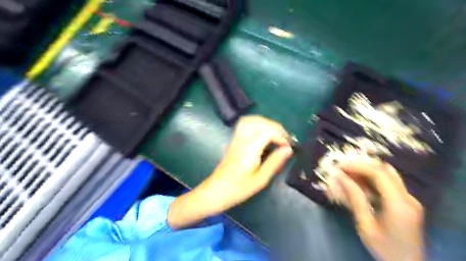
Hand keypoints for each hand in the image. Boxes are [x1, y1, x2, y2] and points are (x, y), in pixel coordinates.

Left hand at [166, 116, 290, 227]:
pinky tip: (263, 133)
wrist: (216, 191)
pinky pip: (245, 124)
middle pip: (259, 122)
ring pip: (251, 120)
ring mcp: (236, 138)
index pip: (267, 132)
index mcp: (249, 149)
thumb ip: (275, 162)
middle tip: (285, 139)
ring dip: (266, 123)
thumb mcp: (260, 179)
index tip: (289, 147)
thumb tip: (289, 149)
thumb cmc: (238, 189)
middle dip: (275, 127)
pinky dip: (257, 124)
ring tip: (276, 135)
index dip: (281, 136)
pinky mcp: (233, 140)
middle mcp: (241, 140)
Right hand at [329, 161, 424, 260]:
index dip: (357, 167)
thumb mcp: (365, 225)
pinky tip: (360, 183)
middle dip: (361, 166)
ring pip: (388, 174)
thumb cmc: (384, 249)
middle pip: (384, 170)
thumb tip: (341, 178)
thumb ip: (355, 199)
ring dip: (367, 171)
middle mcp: (408, 198)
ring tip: (349, 174)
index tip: (340, 167)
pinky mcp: (407, 202)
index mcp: (399, 204)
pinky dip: (372, 179)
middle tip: (343, 169)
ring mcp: (410, 199)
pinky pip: (389, 183)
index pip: (378, 174)